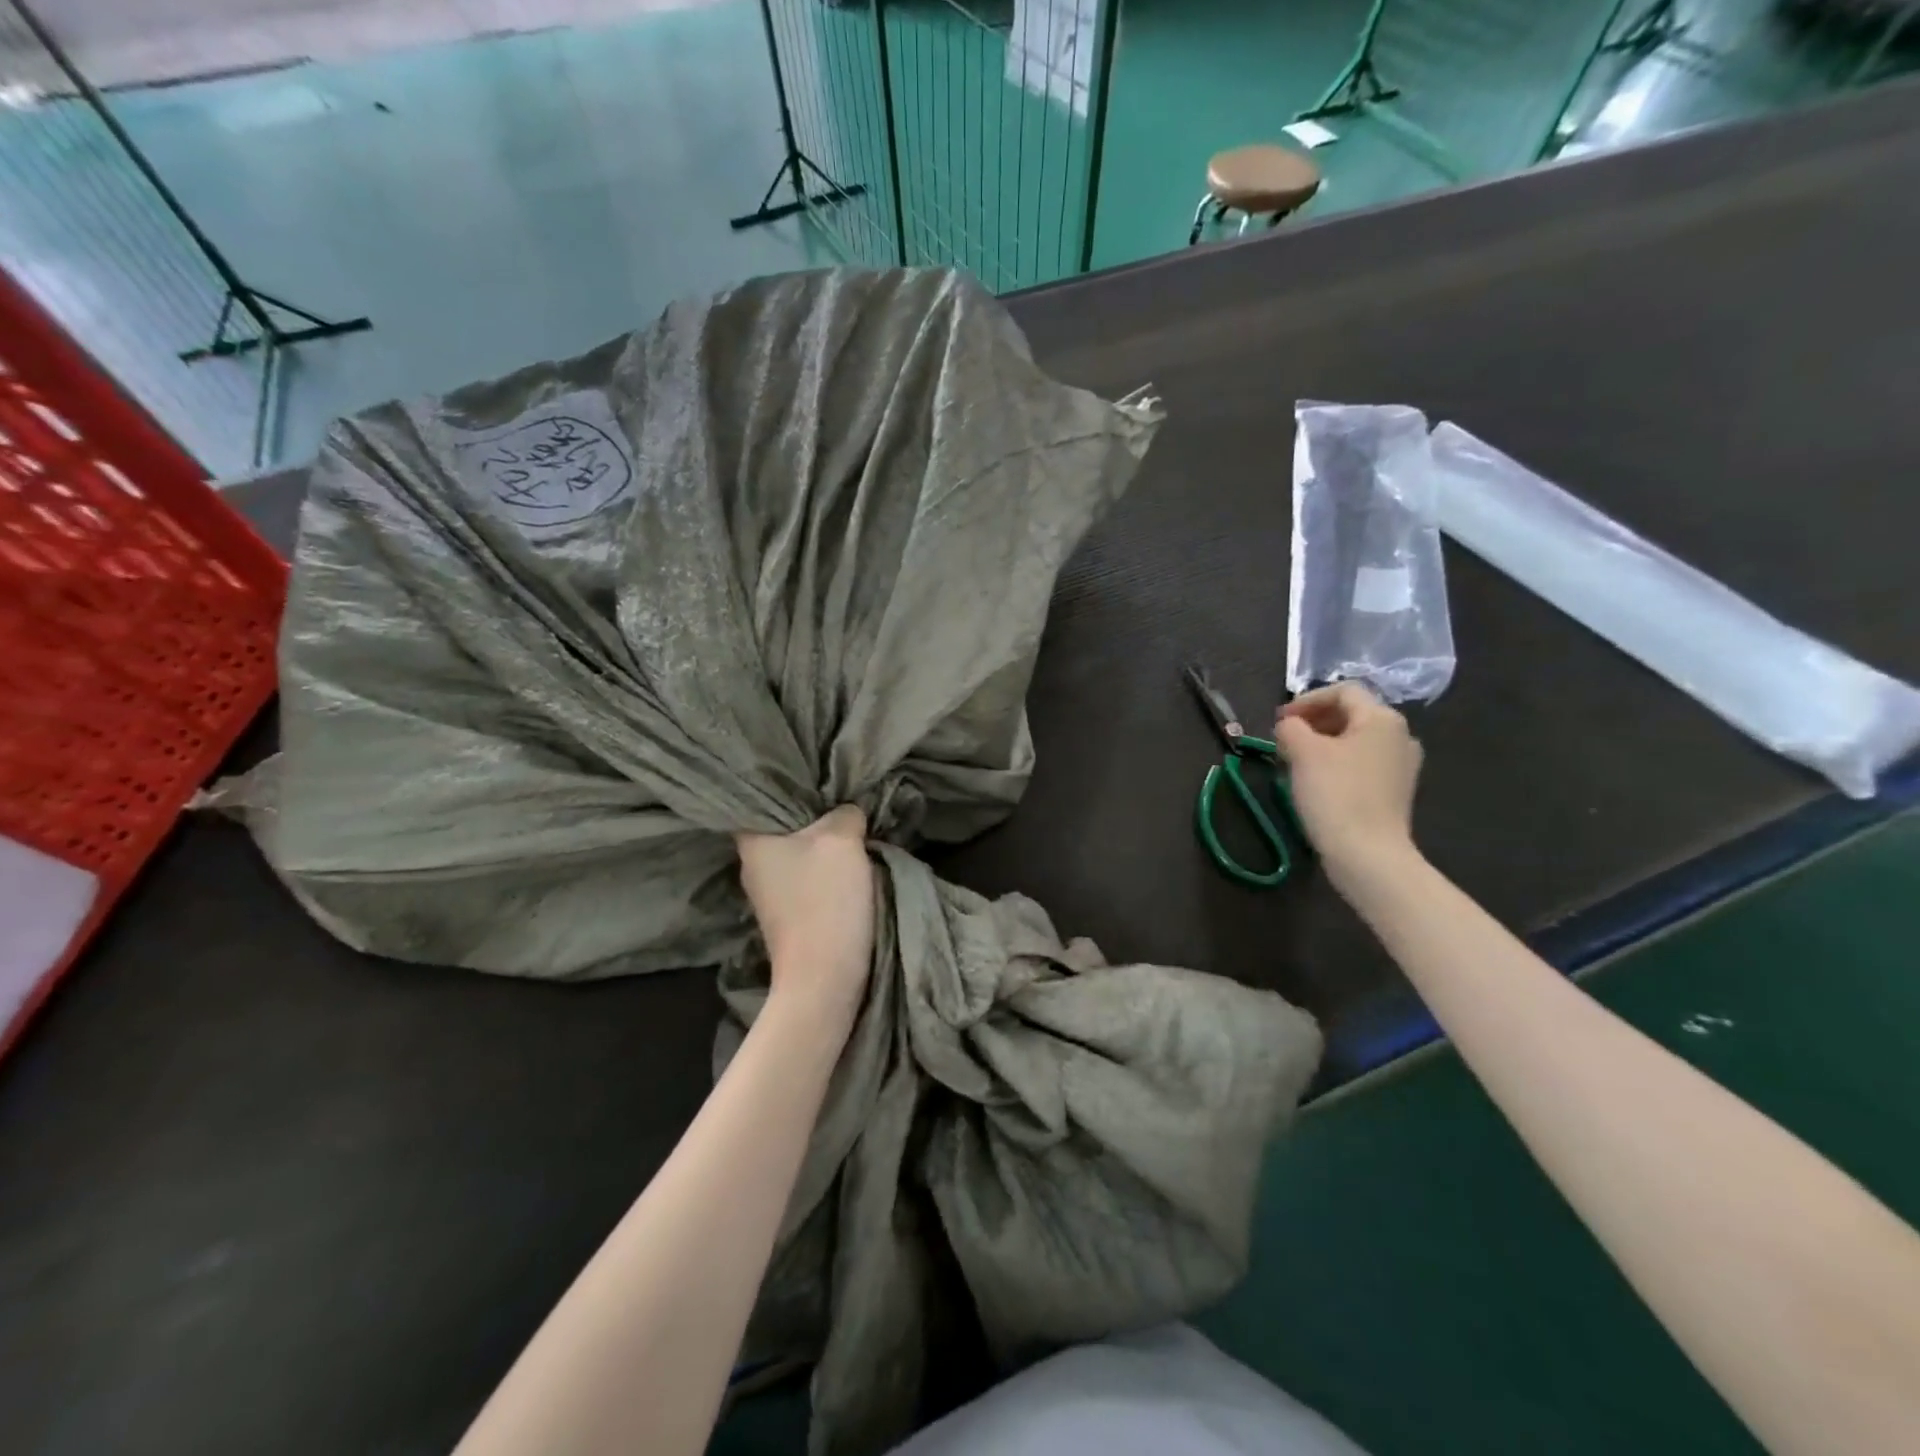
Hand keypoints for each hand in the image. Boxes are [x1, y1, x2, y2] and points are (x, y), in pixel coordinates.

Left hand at [736, 806, 875, 1022]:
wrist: (825, 978)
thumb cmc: (825, 899)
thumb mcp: (841, 839)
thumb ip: (845, 813)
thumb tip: (847, 811)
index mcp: (752, 842)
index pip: (759, 800)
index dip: (787, 785)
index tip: (815, 775)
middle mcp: (752, 866)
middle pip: (783, 826)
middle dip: (812, 813)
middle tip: (843, 796)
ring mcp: (769, 895)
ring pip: (798, 853)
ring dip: (822, 843)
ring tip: (852, 825)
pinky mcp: (789, 916)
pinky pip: (807, 877)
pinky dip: (825, 869)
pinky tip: (849, 862)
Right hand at [1274, 683, 1423, 880]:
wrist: (1368, 854)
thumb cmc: (1335, 794)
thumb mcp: (1302, 752)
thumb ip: (1290, 727)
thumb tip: (1289, 726)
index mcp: (1381, 719)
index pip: (1342, 691)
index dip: (1306, 700)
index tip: (1280, 721)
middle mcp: (1400, 735)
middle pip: (1351, 714)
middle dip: (1314, 721)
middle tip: (1284, 739)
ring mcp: (1401, 765)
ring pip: (1355, 740)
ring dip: (1322, 743)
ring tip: (1295, 760)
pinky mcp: (1395, 790)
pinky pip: (1362, 763)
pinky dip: (1337, 763)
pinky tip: (1316, 781)